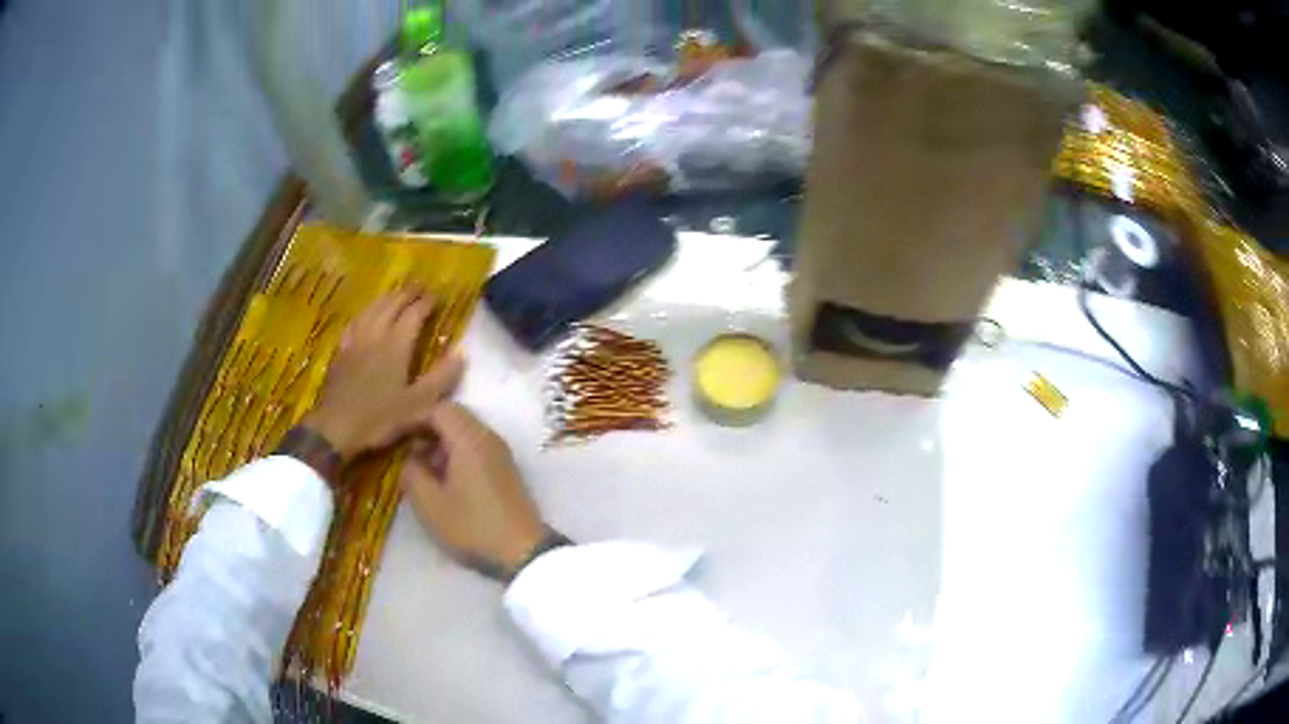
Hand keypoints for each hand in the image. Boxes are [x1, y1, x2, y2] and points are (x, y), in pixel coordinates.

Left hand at [303, 289, 464, 461]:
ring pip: (371, 310)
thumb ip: (441, 378)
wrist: (336, 428)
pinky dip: (365, 313)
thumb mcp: (418, 406)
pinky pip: (355, 322)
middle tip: (418, 288)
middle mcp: (375, 335)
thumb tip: (461, 353)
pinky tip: (365, 316)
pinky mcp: (341, 352)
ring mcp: (355, 341)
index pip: (413, 314)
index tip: (436, 297)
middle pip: (391, 305)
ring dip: (385, 298)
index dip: (425, 303)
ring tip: (395, 294)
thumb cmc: (380, 419)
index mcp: (396, 345)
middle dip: (406, 294)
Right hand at [400, 403, 547, 579]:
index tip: (390, 437)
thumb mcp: (431, 504)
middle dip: (423, 428)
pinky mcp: (505, 471)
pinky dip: (454, 454)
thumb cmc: (473, 527)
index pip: (437, 409)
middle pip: (452, 416)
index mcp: (470, 439)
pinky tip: (442, 479)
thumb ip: (412, 473)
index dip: (410, 419)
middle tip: (401, 448)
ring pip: (464, 433)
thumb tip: (411, 458)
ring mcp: (500, 454)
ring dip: (438, 443)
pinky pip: (474, 448)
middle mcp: (488, 437)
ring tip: (419, 467)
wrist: (524, 553)